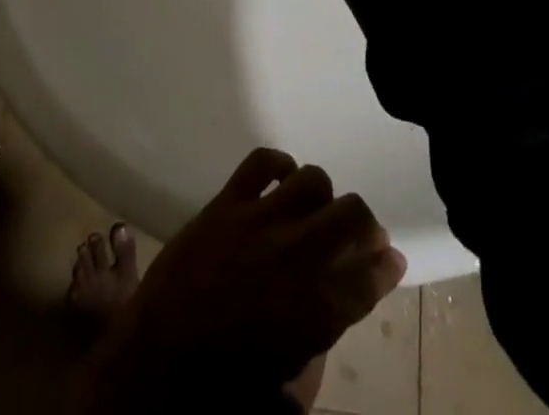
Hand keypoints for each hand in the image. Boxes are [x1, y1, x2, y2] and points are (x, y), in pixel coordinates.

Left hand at [89, 149, 406, 407]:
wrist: (157, 362)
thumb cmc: (225, 386)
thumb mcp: (288, 386)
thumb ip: (320, 345)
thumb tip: (338, 307)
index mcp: (317, 309)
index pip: (371, 275)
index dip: (387, 266)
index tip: (390, 259)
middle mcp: (297, 255)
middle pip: (352, 215)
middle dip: (365, 224)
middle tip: (360, 234)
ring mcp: (260, 220)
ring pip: (313, 179)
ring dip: (323, 194)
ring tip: (317, 209)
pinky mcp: (226, 202)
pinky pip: (261, 161)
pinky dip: (278, 163)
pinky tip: (281, 179)